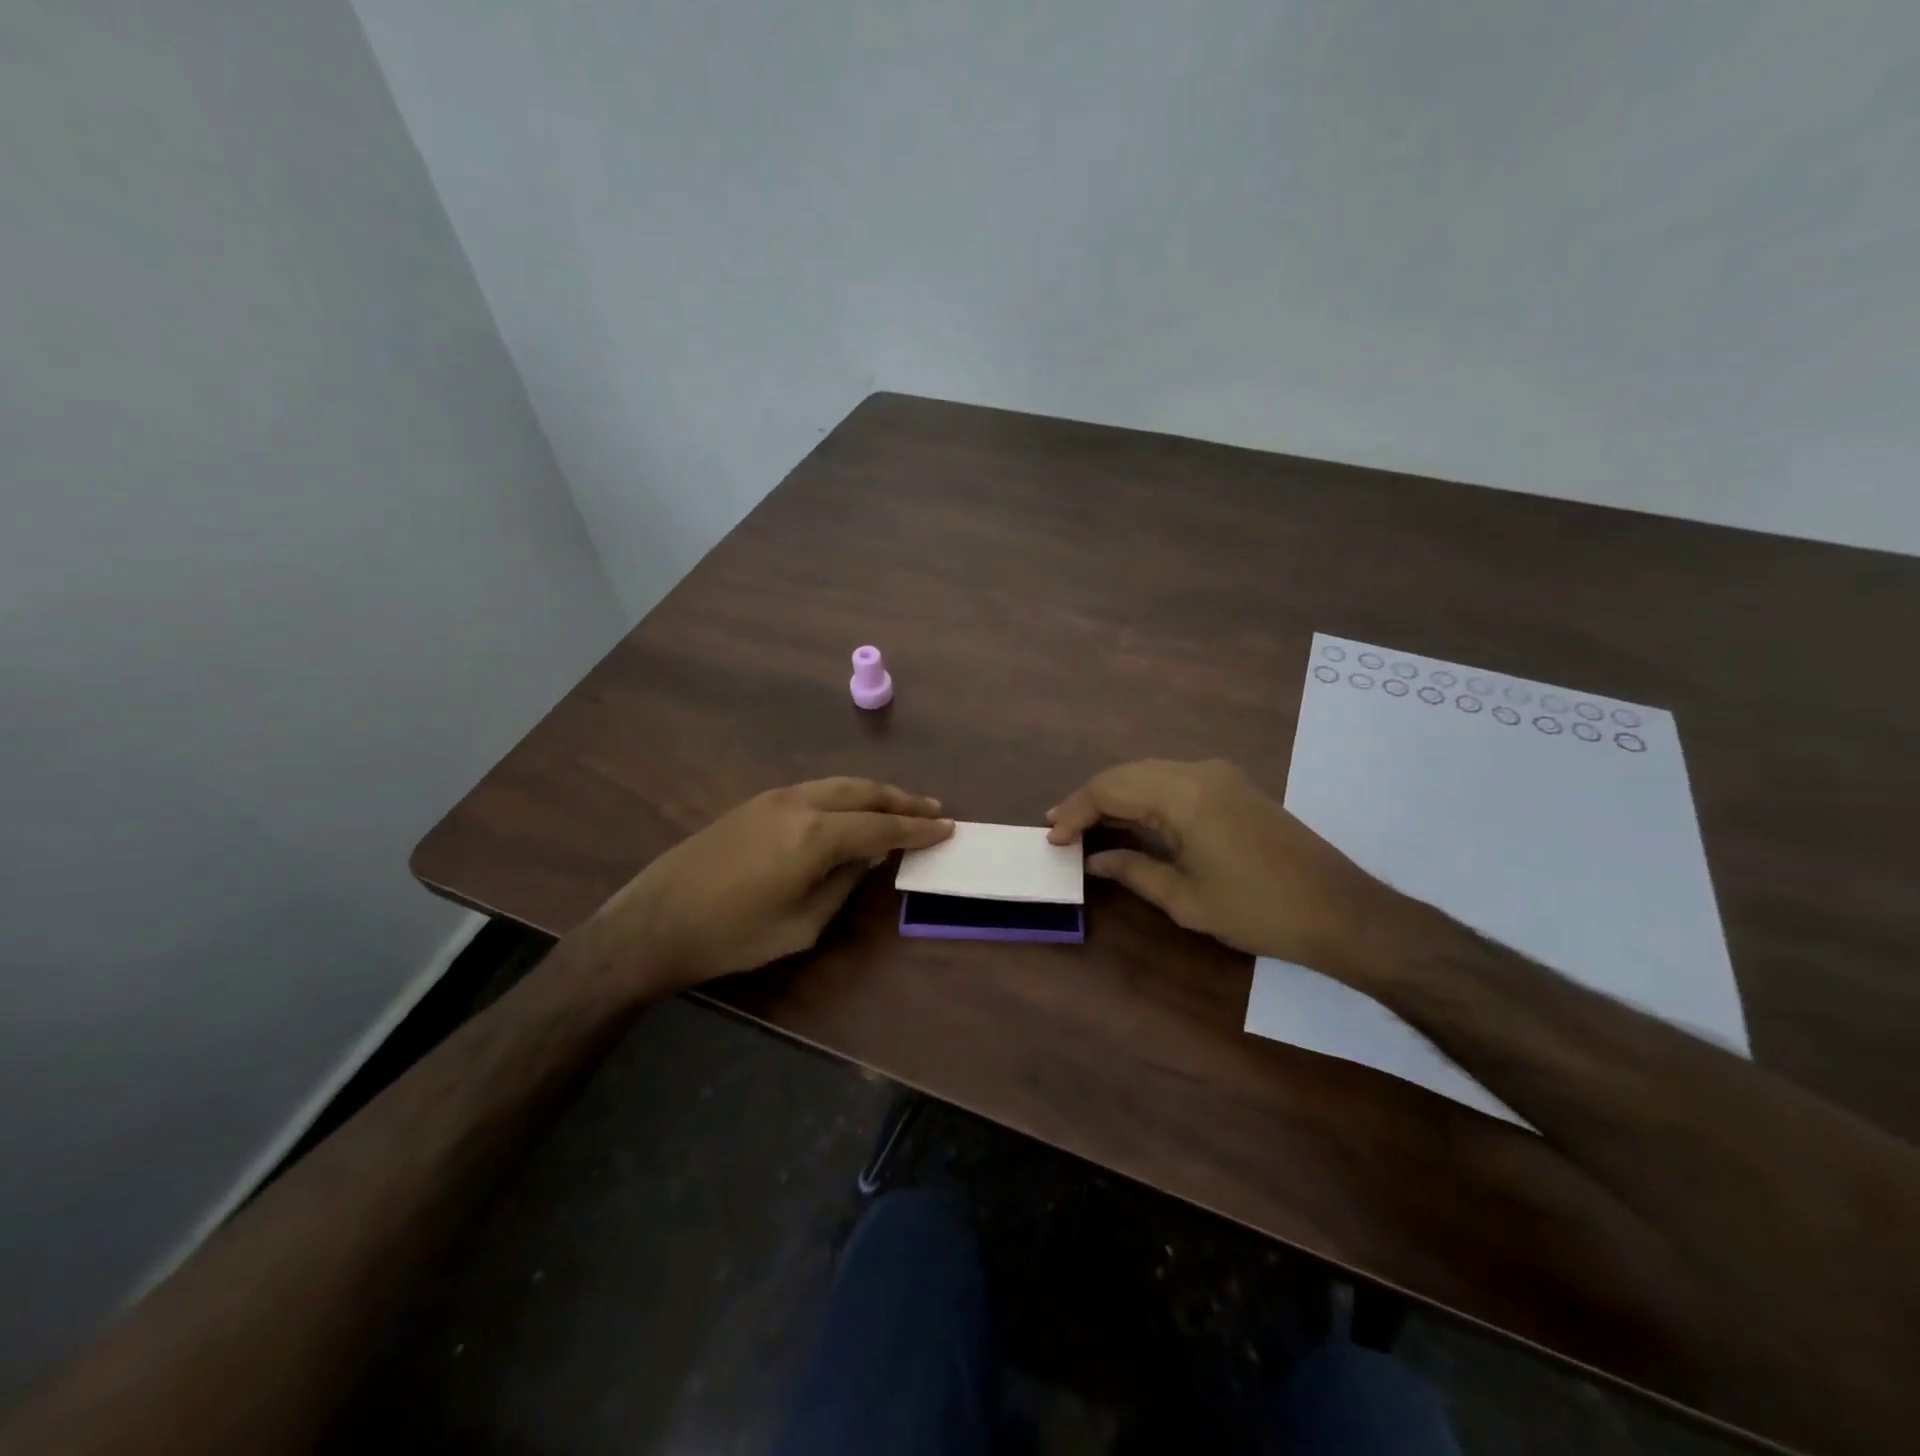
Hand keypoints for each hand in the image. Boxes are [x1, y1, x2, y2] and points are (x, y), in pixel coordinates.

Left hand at [603, 778, 952, 990]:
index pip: (881, 827)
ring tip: (900, 804)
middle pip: (863, 792)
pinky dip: (845, 795)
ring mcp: (774, 798)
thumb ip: (842, 884)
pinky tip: (851, 810)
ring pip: (838, 784)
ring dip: (873, 793)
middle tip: (933, 808)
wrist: (653, 923)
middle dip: (901, 800)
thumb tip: (865, 858)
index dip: (917, 829)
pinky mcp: (754, 803)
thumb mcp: (801, 925)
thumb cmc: (731, 936)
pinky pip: (815, 790)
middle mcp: (800, 803)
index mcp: (816, 835)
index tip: (948, 827)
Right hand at [1047, 759, 1396, 974]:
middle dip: (1090, 799)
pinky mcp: (1234, 787)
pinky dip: (1145, 796)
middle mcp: (1199, 772)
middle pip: (1127, 773)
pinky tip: (1131, 819)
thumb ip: (1133, 871)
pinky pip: (1174, 780)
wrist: (1340, 911)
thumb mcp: (1186, 899)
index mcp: (1184, 795)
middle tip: (1060, 828)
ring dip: (1116, 795)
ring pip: (1150, 773)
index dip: (1076, 811)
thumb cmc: (1258, 910)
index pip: (1111, 789)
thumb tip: (1094, 861)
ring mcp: (1221, 776)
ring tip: (1085, 824)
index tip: (1052, 838)